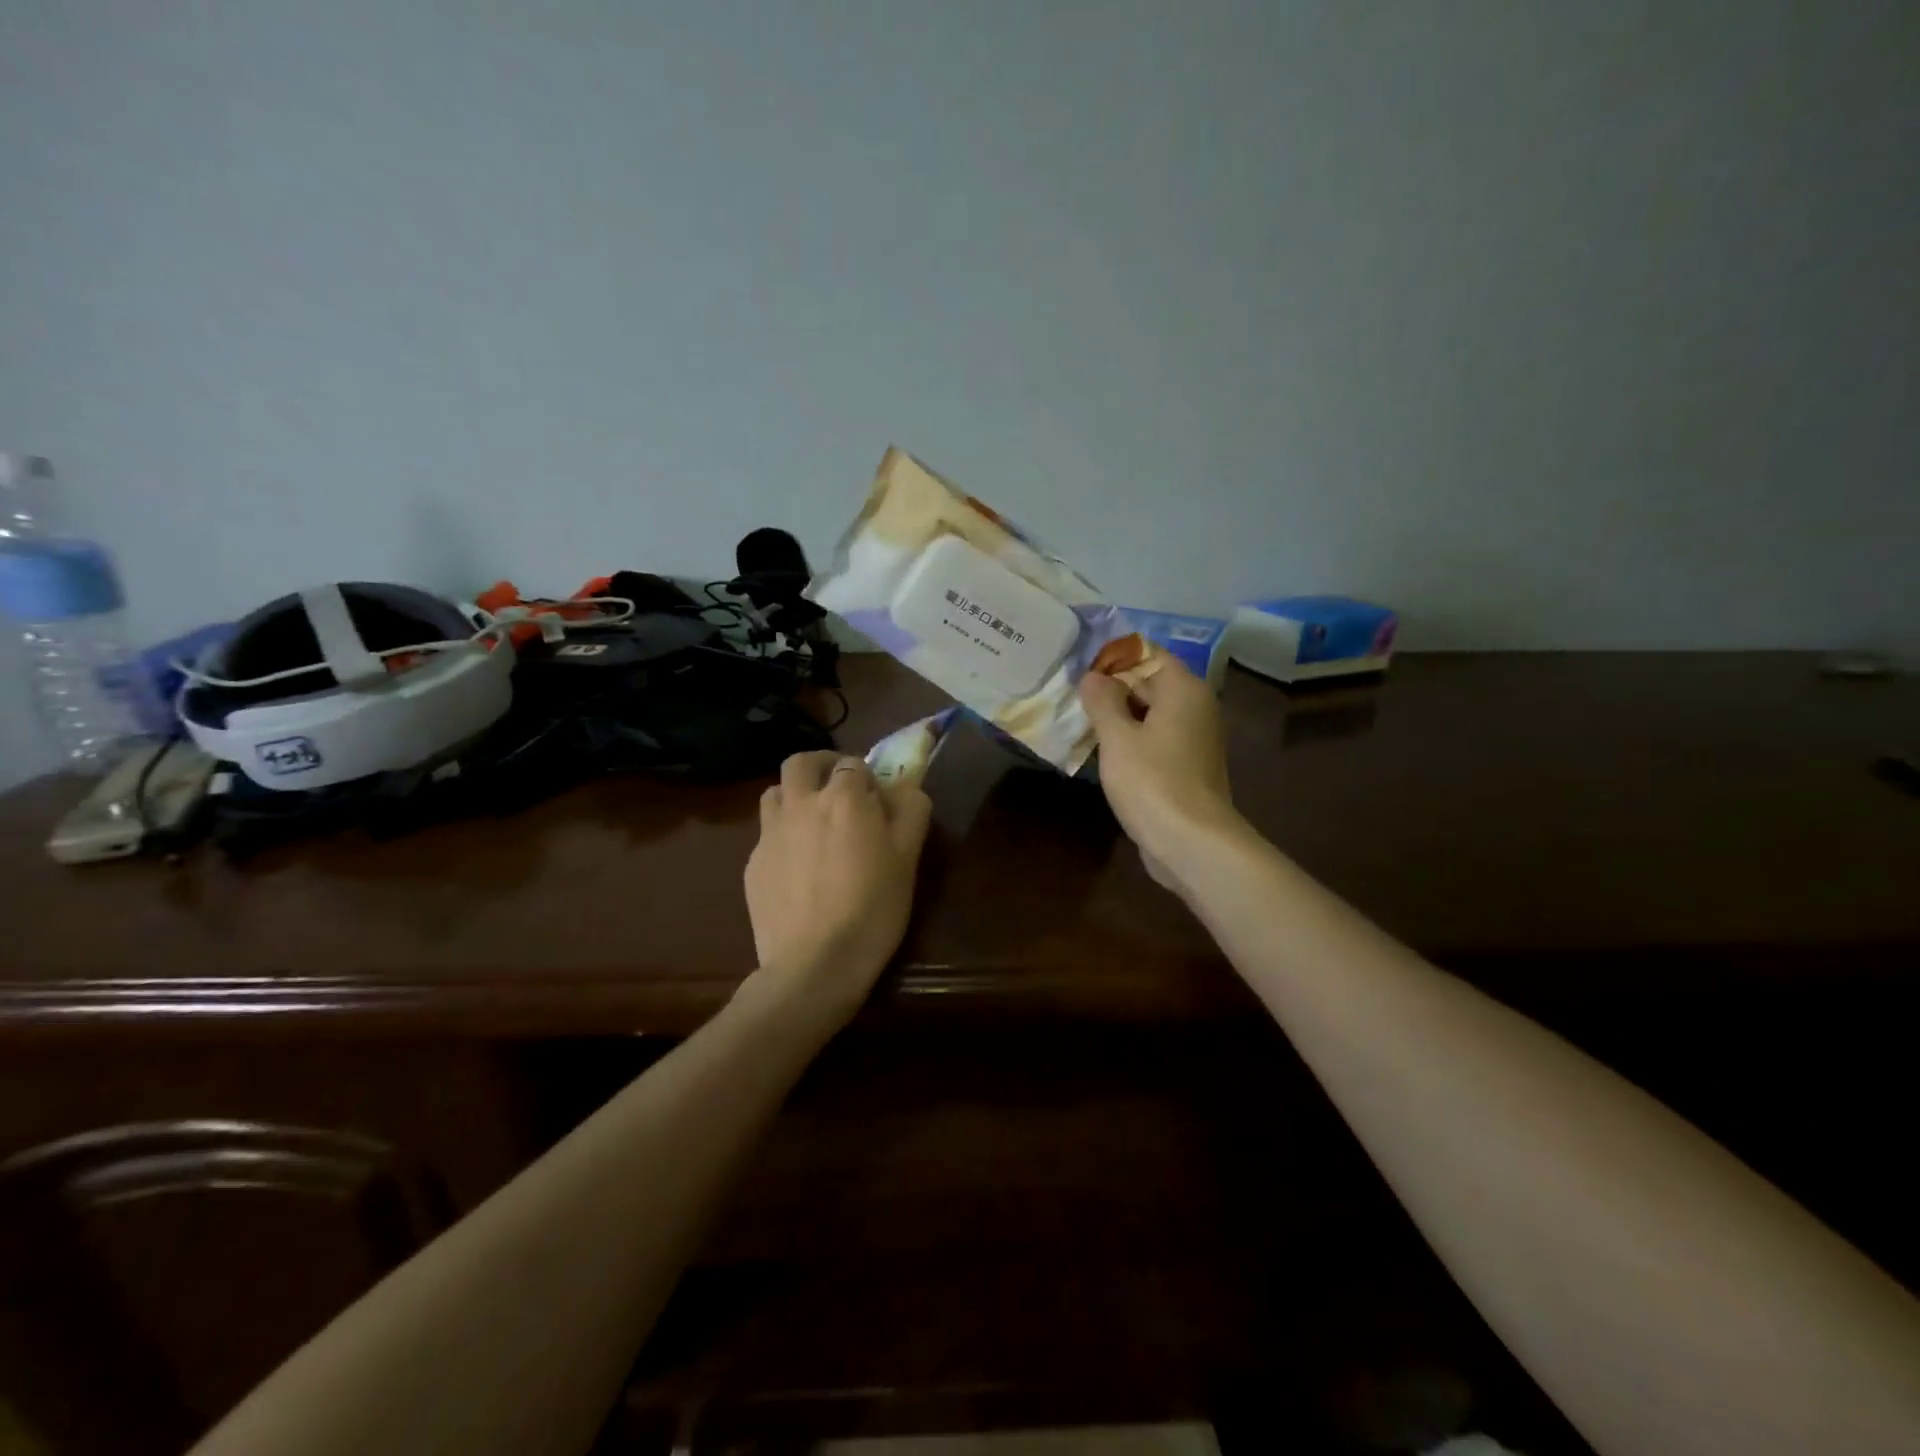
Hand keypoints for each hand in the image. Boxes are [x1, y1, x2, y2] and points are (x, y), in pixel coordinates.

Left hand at [744, 750, 932, 1020]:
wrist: (814, 964)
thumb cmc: (872, 908)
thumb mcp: (908, 859)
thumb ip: (910, 812)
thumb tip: (906, 788)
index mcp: (843, 798)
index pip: (852, 764)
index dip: (866, 777)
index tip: (877, 798)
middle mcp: (801, 804)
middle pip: (801, 762)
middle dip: (820, 766)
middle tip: (836, 787)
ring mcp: (770, 833)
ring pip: (774, 792)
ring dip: (794, 795)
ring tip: (812, 821)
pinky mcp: (753, 863)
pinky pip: (766, 833)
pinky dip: (782, 835)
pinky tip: (797, 866)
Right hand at [1079, 657, 1243, 894]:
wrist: (1192, 842)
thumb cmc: (1152, 781)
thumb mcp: (1117, 737)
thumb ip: (1102, 701)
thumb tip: (1093, 676)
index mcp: (1184, 690)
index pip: (1148, 655)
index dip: (1114, 659)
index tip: (1081, 669)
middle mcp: (1196, 708)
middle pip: (1151, 684)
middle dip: (1113, 689)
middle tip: (1074, 697)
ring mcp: (1195, 740)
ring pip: (1152, 715)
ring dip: (1120, 718)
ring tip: (1082, 723)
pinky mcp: (1189, 767)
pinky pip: (1157, 741)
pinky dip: (1133, 742)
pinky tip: (1105, 754)